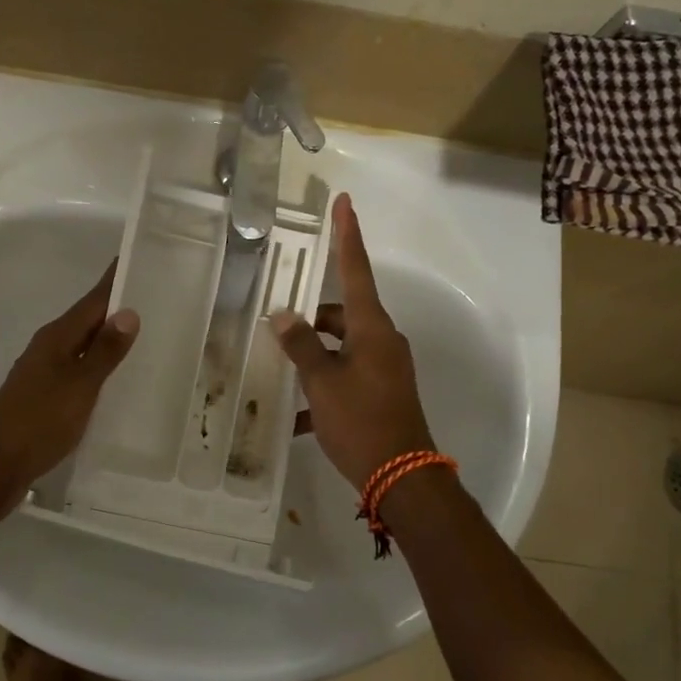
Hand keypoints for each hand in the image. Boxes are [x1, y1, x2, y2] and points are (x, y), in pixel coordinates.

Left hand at [0, 264, 138, 490]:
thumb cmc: (39, 419)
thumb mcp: (79, 385)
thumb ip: (104, 351)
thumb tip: (128, 312)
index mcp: (58, 337)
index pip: (94, 300)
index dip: (115, 281)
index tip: (138, 259)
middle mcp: (50, 347)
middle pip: (88, 320)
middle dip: (117, 308)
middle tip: (155, 298)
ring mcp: (45, 372)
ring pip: (84, 345)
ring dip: (109, 338)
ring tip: (144, 335)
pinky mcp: (46, 396)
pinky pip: (79, 369)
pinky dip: (99, 365)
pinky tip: (115, 378)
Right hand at [271, 194, 435, 489]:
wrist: (403, 477)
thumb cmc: (361, 421)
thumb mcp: (322, 382)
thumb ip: (301, 345)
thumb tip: (283, 315)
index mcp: (371, 328)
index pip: (355, 269)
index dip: (347, 235)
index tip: (344, 203)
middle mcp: (382, 340)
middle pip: (341, 314)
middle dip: (310, 320)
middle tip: (276, 329)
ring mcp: (385, 367)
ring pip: (341, 347)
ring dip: (314, 358)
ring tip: (280, 376)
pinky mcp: (383, 392)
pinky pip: (347, 376)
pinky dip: (324, 388)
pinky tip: (298, 416)